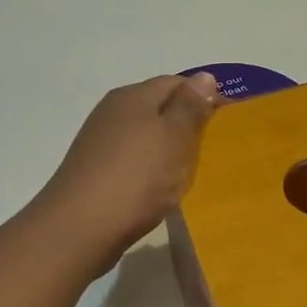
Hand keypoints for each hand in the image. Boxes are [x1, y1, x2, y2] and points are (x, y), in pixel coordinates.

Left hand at [34, 73, 220, 273]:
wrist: (79, 229)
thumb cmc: (136, 177)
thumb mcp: (174, 137)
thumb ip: (190, 106)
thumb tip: (204, 77)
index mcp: (133, 96)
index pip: (176, 82)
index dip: (204, 97)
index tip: (227, 121)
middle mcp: (113, 112)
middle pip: (159, 108)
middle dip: (186, 124)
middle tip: (213, 149)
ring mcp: (100, 142)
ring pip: (145, 136)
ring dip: (168, 149)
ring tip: (190, 171)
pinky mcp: (95, 171)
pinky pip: (133, 160)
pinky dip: (151, 169)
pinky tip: (161, 189)